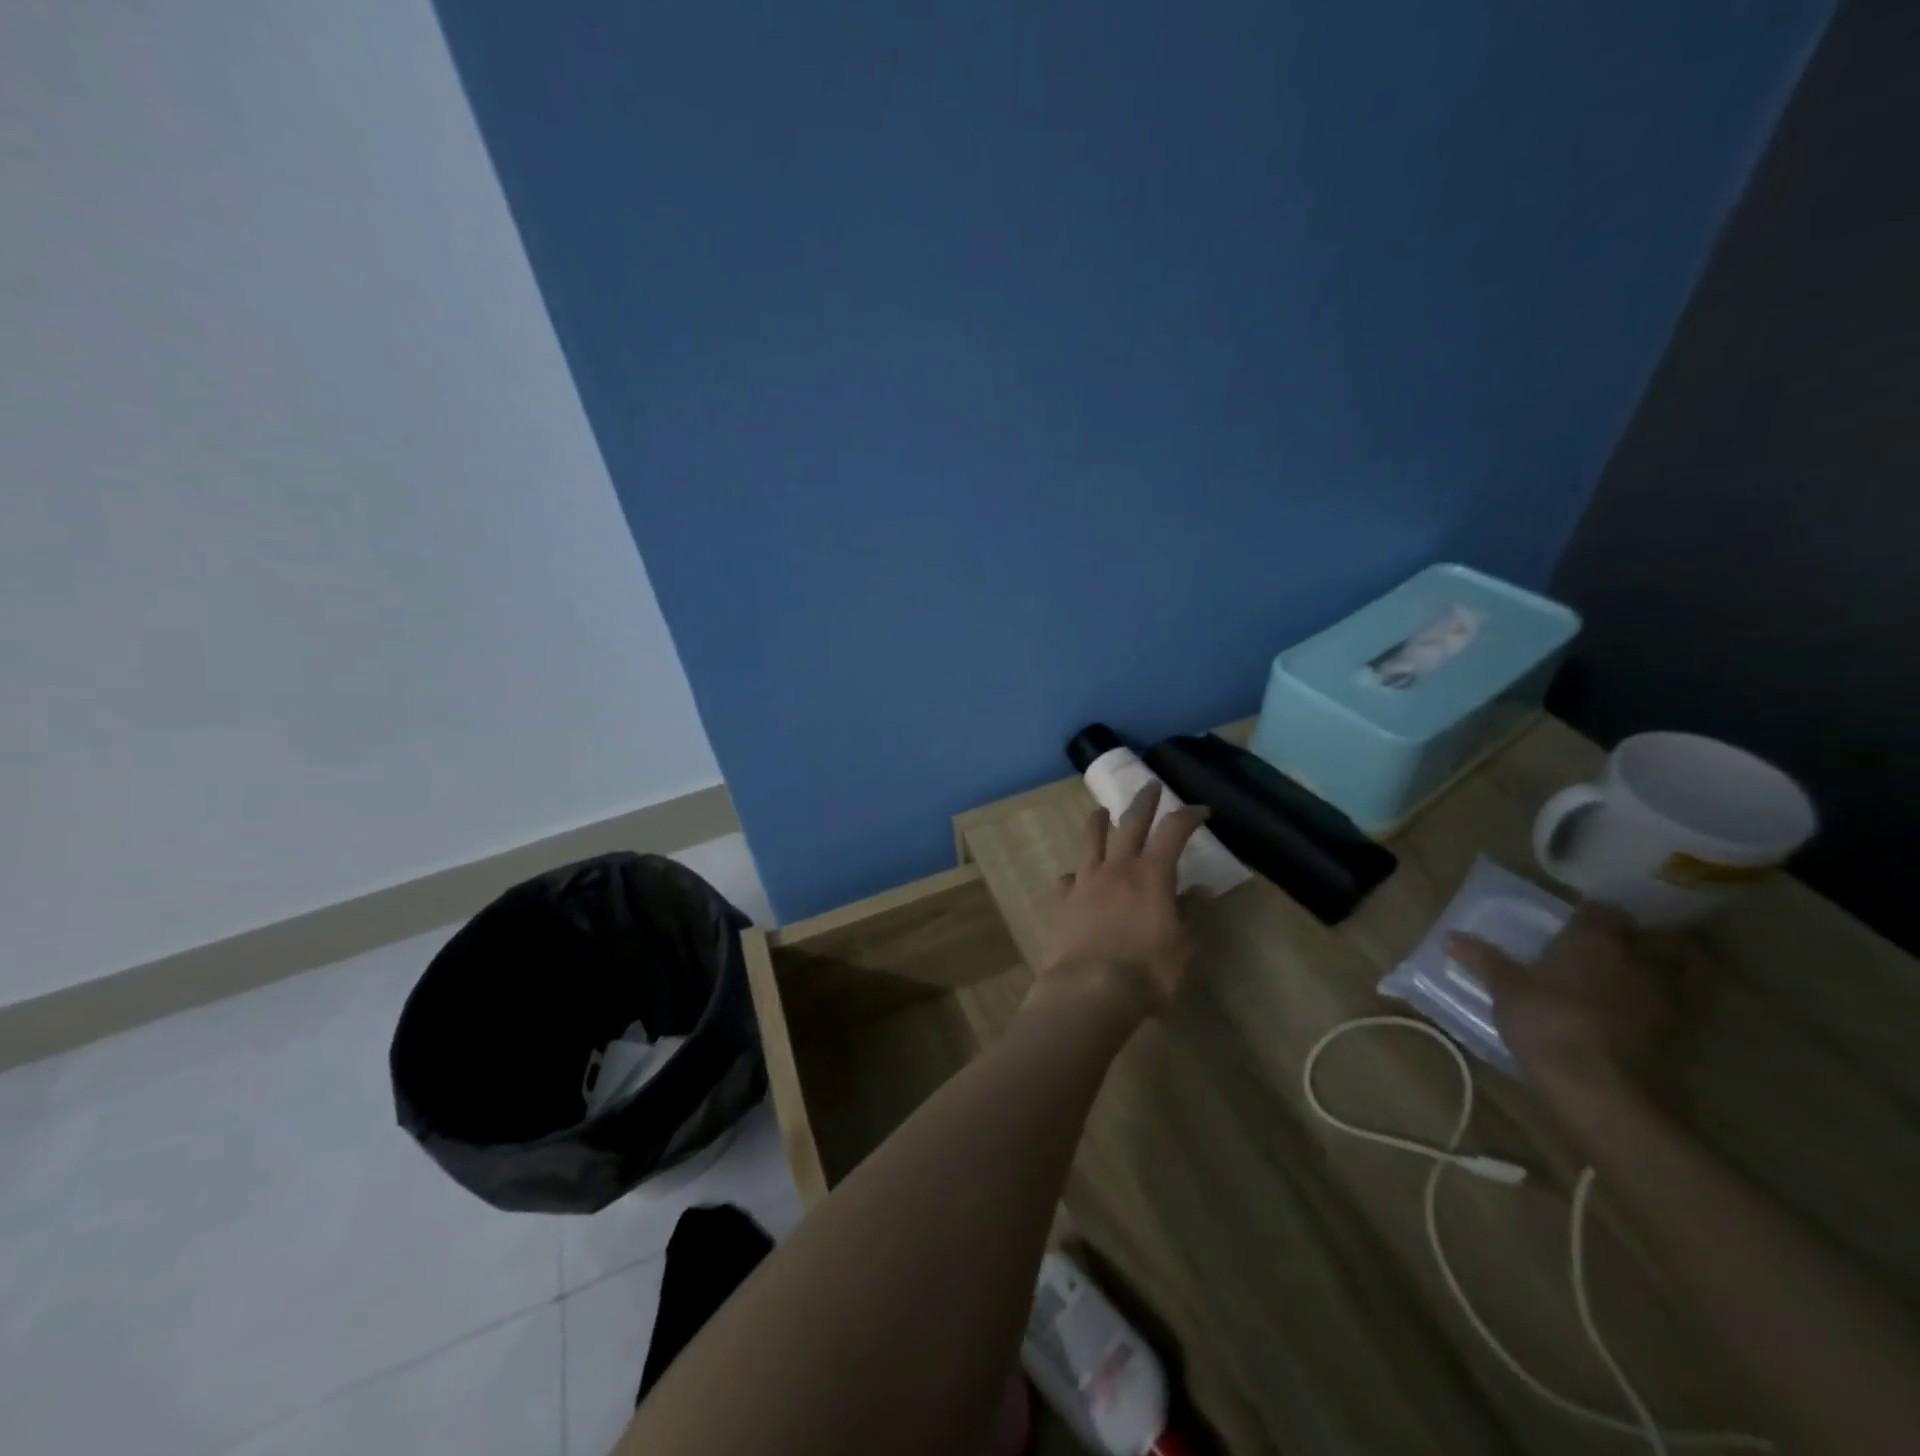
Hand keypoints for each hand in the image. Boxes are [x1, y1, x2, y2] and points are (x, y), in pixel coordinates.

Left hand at [1034, 783, 1207, 1021]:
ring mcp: (1084, 882)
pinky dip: (1075, 875)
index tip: (1201, 810)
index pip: (1173, 832)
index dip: (1188, 816)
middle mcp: (1116, 868)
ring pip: (1091, 841)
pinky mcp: (1062, 902)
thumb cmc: (1146, 971)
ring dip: (1098, 823)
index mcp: (1151, 875)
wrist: (1089, 990)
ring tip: (1101, 812)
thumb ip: (1191, 914)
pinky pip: (1068, 880)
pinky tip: (1074, 879)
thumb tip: (1200, 890)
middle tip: (1150, 786)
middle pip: (1130, 824)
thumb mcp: (1183, 946)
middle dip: (1143, 801)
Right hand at [1448, 902, 1674, 1104]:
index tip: (1576, 919)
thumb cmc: (1546, 1021)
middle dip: (1640, 936)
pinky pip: (1674, 1005)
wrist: (1599, 1087)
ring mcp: (1663, 997)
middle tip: (1613, 942)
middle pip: (1654, 936)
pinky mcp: (1676, 1032)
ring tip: (1630, 976)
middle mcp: (1637, 959)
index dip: (1592, 913)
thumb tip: (1451, 936)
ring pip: (1675, 970)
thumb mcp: (1504, 989)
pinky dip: (1660, 1003)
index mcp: (1595, 940)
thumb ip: (1483, 959)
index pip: (1603, 910)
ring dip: (1659, 969)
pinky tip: (1635, 1012)